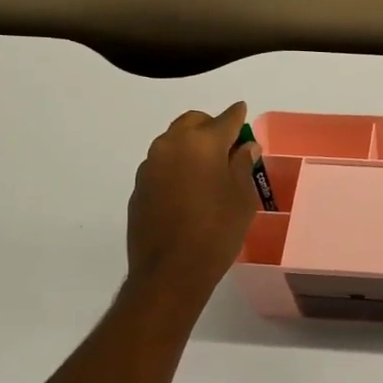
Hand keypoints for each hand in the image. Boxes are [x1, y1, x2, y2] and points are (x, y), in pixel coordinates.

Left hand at [125, 102, 259, 305]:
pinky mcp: (139, 188)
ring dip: (191, 147)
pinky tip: (189, 191)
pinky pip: (162, 166)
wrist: (170, 271)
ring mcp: (150, 166)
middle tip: (228, 146)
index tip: (243, 111)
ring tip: (209, 169)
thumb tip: (244, 147)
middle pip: (193, 122)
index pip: (225, 119)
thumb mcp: (242, 197)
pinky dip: (177, 168)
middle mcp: (171, 145)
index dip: (237, 116)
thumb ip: (242, 165)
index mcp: (202, 142)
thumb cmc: (217, 231)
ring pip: (174, 142)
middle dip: (211, 127)